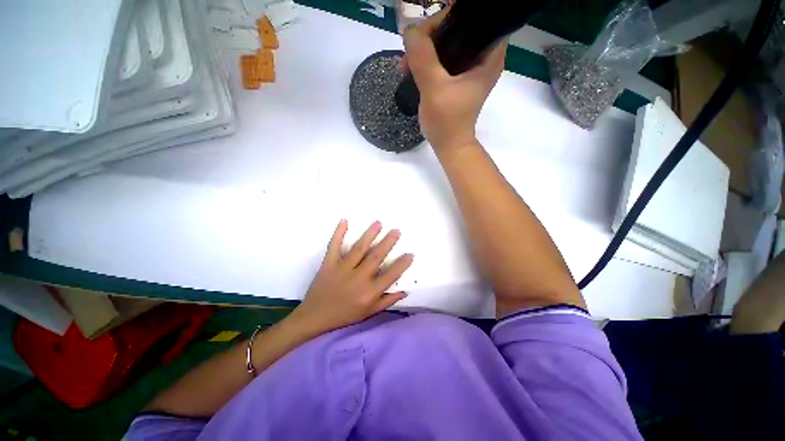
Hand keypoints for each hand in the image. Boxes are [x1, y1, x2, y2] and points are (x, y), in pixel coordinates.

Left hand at [291, 220, 413, 334]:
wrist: (314, 316)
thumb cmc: (345, 315)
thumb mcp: (369, 313)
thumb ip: (387, 301)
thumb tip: (405, 291)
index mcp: (369, 293)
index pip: (390, 276)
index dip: (402, 265)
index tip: (410, 254)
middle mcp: (358, 279)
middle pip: (376, 257)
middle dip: (388, 242)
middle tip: (396, 231)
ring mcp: (342, 269)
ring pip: (359, 249)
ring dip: (370, 234)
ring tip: (379, 223)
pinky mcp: (329, 264)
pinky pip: (334, 246)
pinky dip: (339, 233)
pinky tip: (344, 220)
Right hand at [401, 10, 507, 151]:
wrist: (448, 145)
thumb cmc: (447, 122)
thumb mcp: (434, 89)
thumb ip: (423, 58)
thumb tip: (409, 30)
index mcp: (489, 55)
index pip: (475, 18)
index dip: (450, 17)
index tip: (427, 31)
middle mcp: (482, 56)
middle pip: (458, 27)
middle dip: (432, 34)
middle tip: (412, 48)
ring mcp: (469, 67)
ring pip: (447, 42)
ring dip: (425, 48)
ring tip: (406, 63)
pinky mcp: (457, 77)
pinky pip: (441, 57)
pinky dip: (426, 60)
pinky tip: (411, 68)